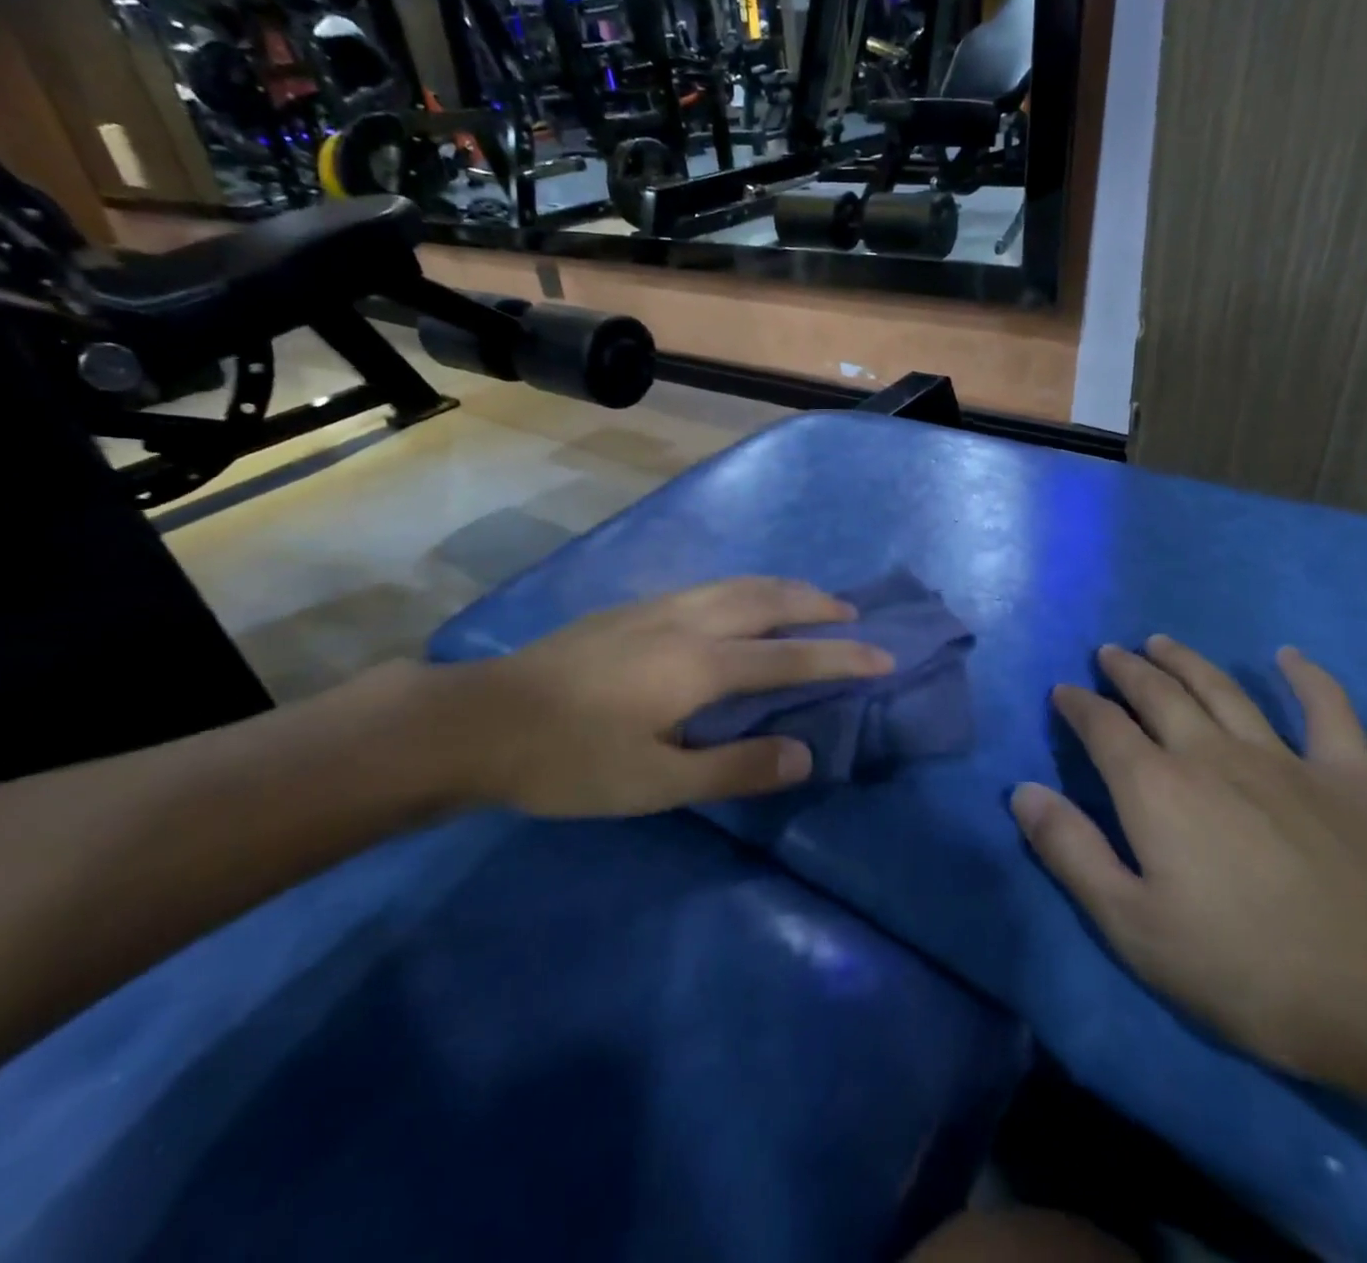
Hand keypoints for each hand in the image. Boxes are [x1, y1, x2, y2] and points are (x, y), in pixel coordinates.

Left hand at [419, 577, 893, 818]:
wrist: (482, 720)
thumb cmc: (571, 760)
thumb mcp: (657, 781)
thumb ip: (734, 767)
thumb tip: (804, 754)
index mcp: (700, 664)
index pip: (789, 656)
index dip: (841, 657)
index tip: (884, 656)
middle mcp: (686, 621)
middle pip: (766, 599)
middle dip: (816, 604)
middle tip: (852, 614)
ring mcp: (654, 608)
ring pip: (734, 584)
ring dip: (780, 588)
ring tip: (807, 598)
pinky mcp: (629, 609)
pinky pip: (707, 586)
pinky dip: (743, 588)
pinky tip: (735, 603)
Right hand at [1013, 637, 1366, 1095]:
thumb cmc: (1252, 970)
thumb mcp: (1135, 927)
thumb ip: (1071, 852)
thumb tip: (1021, 791)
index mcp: (1156, 788)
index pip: (1103, 727)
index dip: (1078, 705)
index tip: (1063, 692)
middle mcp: (1211, 755)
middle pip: (1159, 695)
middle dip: (1128, 670)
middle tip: (1110, 653)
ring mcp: (1285, 760)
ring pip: (1224, 691)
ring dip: (1187, 661)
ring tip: (1162, 642)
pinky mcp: (1351, 777)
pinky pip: (1327, 711)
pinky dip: (1308, 679)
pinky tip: (1290, 658)